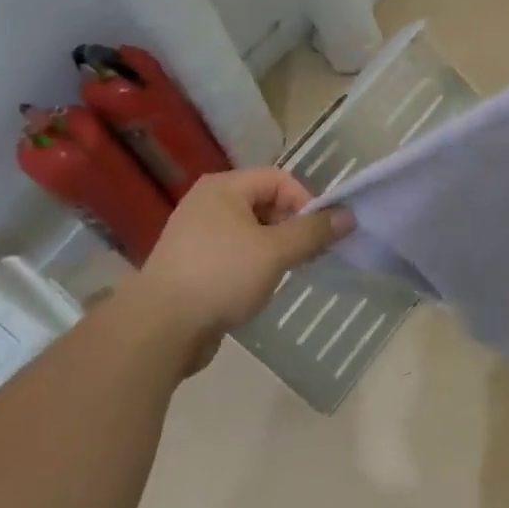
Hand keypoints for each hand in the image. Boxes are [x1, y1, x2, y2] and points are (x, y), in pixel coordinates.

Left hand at [114, 169, 352, 372]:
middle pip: (265, 203)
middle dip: (291, 227)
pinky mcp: (191, 265)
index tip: (318, 235)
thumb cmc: (221, 276)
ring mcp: (196, 235)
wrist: (160, 328)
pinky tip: (257, 289)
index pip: (279, 179)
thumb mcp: (275, 251)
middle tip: (306, 257)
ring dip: (274, 249)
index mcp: (223, 187)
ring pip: (251, 232)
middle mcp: (207, 203)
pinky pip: (234, 254)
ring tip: (284, 274)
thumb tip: (348, 215)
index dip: (305, 202)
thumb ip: (313, 231)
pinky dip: (252, 265)